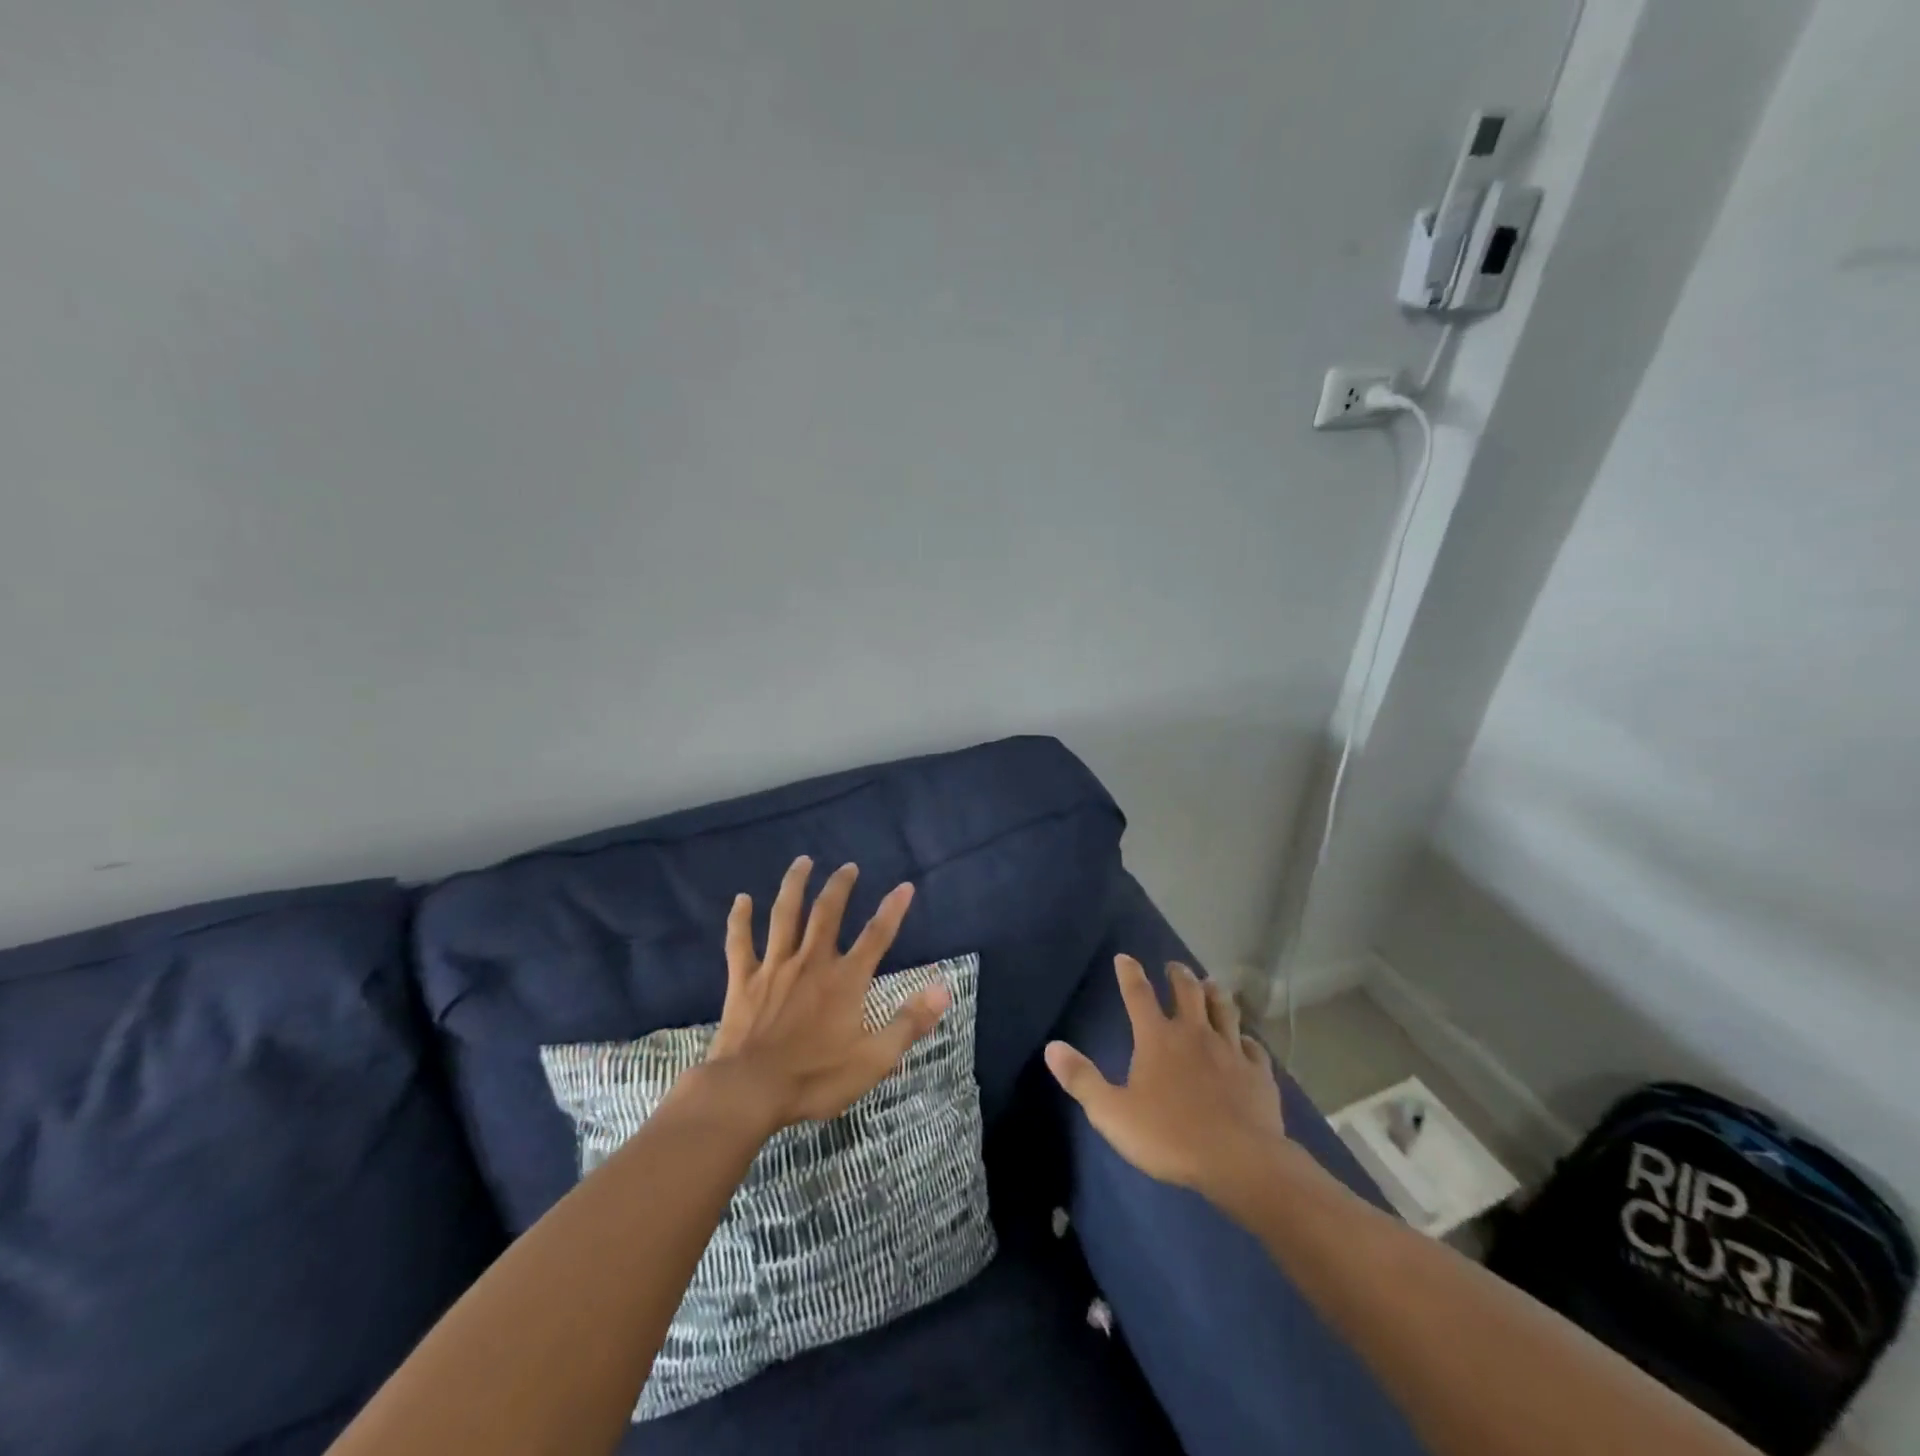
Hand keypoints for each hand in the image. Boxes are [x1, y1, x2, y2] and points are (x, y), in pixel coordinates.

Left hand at [702, 856, 949, 1129]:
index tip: (905, 886)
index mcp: (845, 980)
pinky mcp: (743, 981)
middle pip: (827, 913)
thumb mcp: (874, 1059)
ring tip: (803, 862)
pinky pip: (740, 942)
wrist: (748, 1091)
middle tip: (848, 866)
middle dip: (840, 886)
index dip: (893, 909)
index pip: (876, 936)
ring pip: (785, 915)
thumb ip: (909, 1023)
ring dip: (795, 886)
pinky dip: (740, 919)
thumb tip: (942, 989)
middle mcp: (811, 962)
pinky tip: (741, 900)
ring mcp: (774, 968)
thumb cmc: (815, 1078)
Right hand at [1045, 957, 1287, 1204]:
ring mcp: (1230, 1050)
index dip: (1129, 973)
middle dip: (1178, 975)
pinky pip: (1253, 1047)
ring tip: (1211, 985)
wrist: (1240, 1160)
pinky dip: (1246, 1038)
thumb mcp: (1112, 1113)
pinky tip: (1246, 1040)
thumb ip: (1082, 1079)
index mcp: (1158, 1038)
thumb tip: (1052, 1047)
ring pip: (1224, 1010)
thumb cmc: (1170, 1136)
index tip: (1125, 957)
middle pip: (1187, 992)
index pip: (1138, 994)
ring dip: (1215, 994)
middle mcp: (1194, 1033)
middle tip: (1174, 967)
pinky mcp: (1258, 1073)